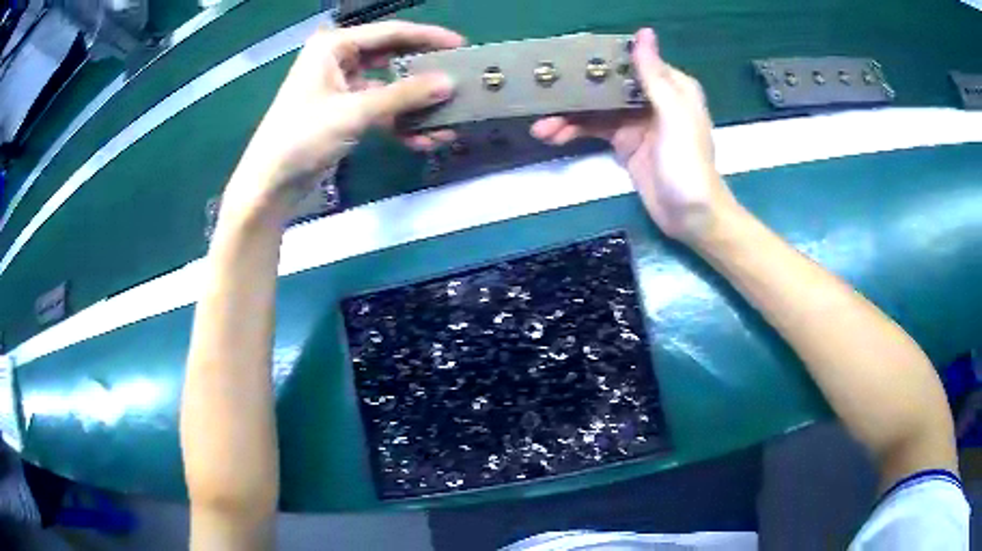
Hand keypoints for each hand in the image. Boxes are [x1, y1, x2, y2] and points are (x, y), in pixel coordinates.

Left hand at [225, 21, 463, 218]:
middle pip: (392, 57)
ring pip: (389, 86)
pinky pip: (380, 109)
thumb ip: (404, 95)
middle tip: (458, 78)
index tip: (461, 45)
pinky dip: (399, 122)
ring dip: (415, 104)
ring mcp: (341, 87)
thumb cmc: (302, 137)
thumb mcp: (354, 112)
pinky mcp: (344, 112)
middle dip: (423, 72)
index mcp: (334, 47)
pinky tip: (424, 138)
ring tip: (447, 117)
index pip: (390, 33)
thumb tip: (449, 83)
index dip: (428, 37)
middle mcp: (338, 60)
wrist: (271, 183)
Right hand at [530, 28, 736, 243]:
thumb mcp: (673, 116)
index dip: (598, 59)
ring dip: (568, 116)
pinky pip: (593, 129)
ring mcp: (635, 120)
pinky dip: (574, 131)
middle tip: (543, 95)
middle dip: (576, 91)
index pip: (630, 62)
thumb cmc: (688, 164)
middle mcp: (651, 98)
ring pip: (596, 108)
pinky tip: (552, 137)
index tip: (565, 58)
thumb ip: (654, 76)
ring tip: (540, 128)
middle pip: (607, 85)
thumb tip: (643, 33)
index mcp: (669, 86)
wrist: (690, 217)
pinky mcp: (623, 142)